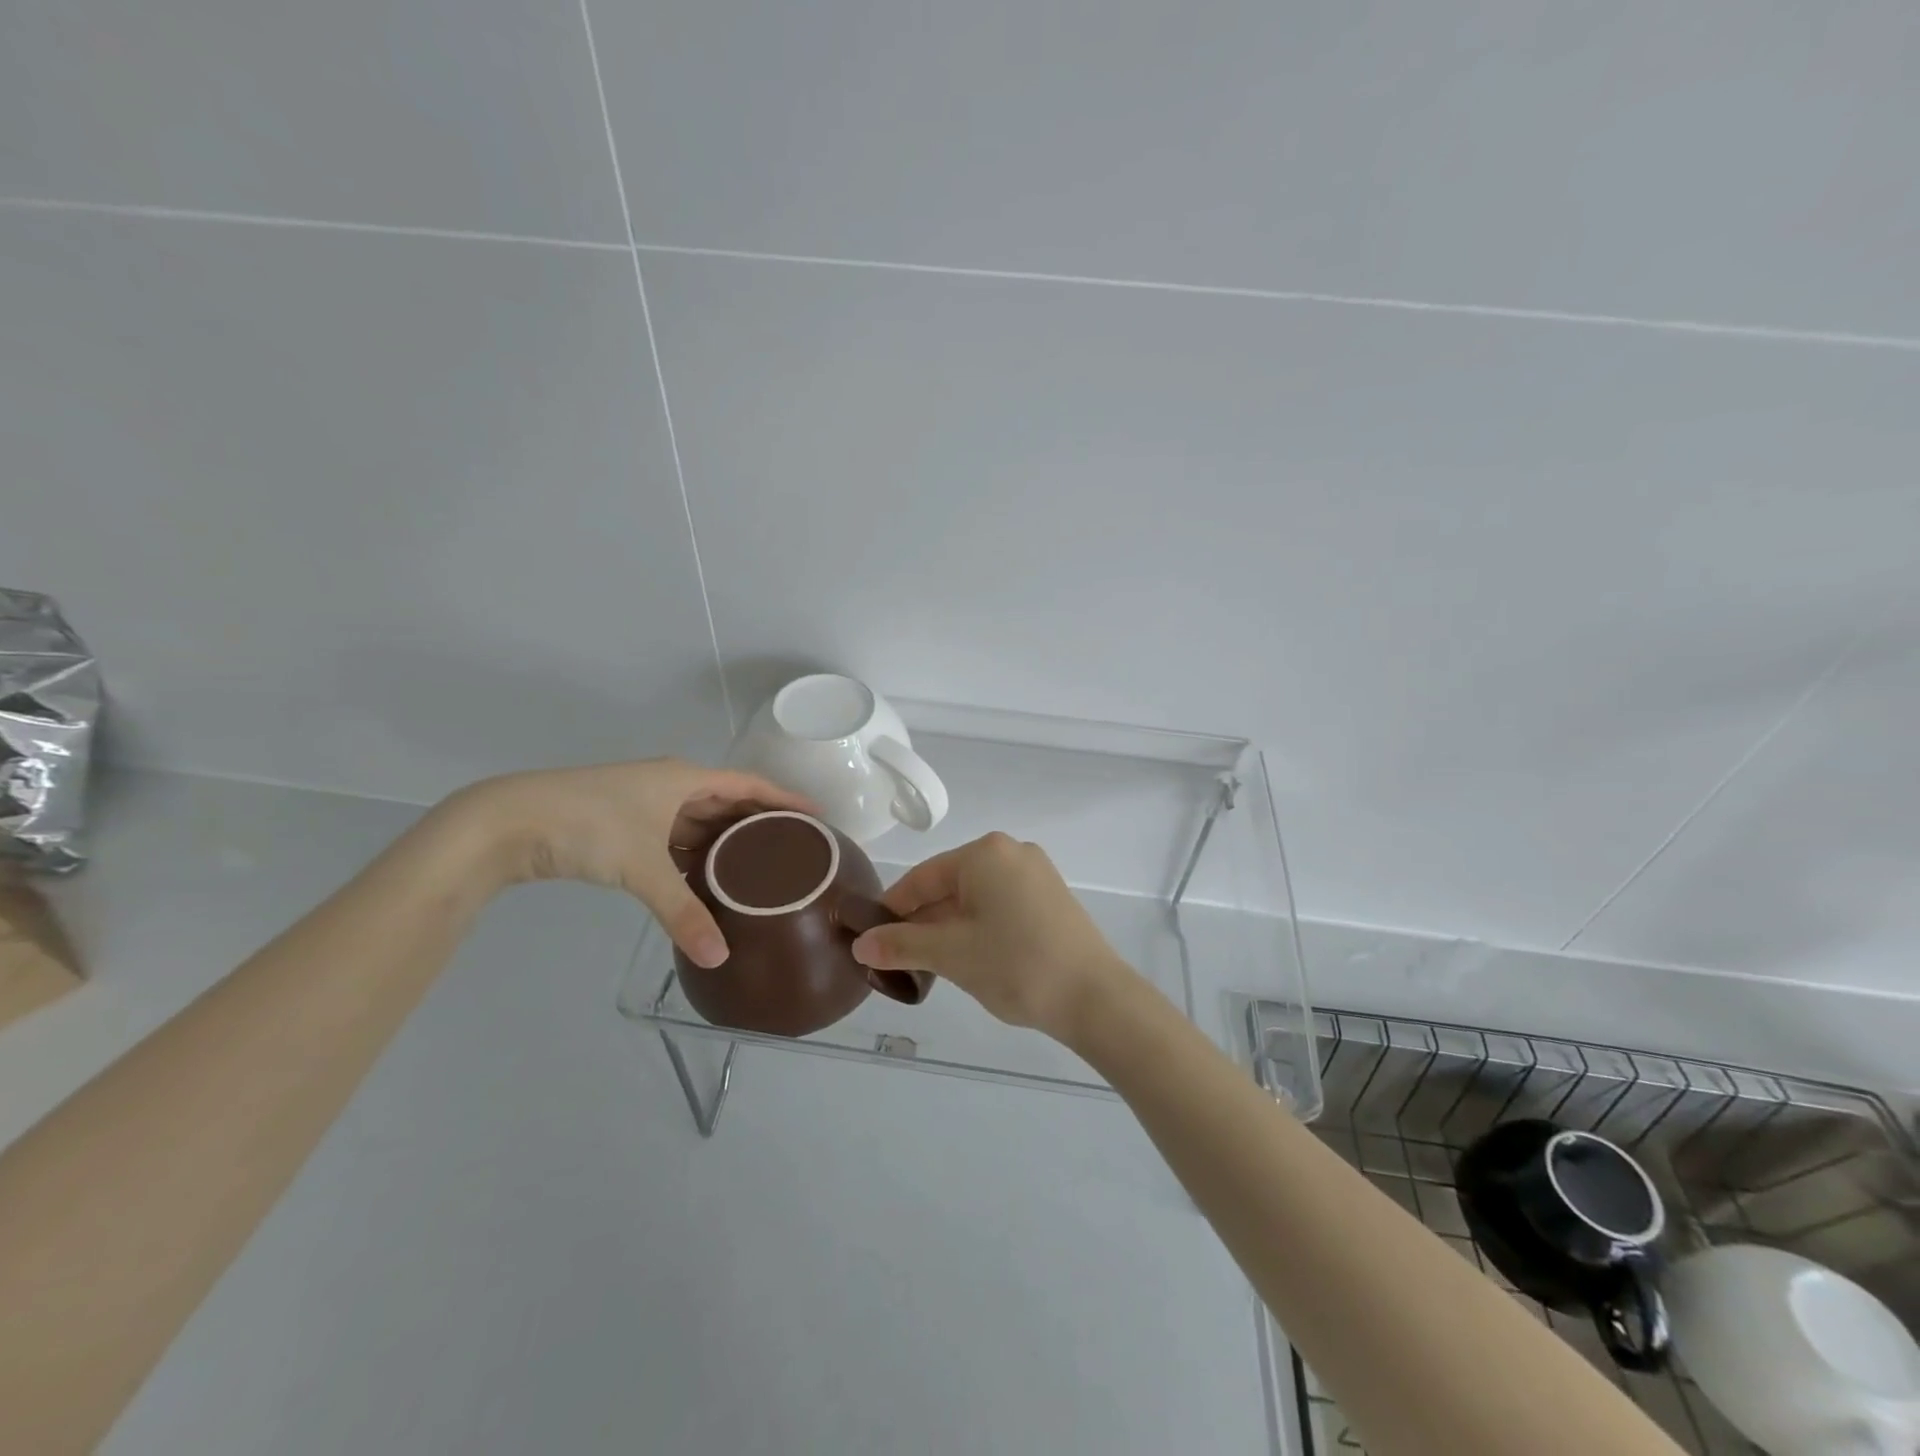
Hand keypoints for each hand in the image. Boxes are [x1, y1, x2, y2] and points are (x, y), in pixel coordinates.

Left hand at [440, 759, 812, 967]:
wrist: (506, 822)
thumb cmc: (588, 826)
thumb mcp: (643, 868)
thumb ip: (683, 913)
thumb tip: (720, 957)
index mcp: (684, 779)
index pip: (749, 785)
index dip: (784, 799)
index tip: (817, 816)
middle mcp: (669, 785)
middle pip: (726, 802)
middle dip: (757, 824)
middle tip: (791, 850)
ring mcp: (642, 804)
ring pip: (696, 821)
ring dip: (722, 842)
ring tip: (756, 868)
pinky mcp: (620, 824)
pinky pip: (672, 837)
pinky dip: (691, 855)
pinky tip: (702, 878)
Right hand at [850, 833, 1131, 1039]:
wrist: (1095, 997)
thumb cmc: (1015, 964)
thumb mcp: (951, 954)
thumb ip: (901, 945)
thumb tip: (860, 945)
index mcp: (985, 853)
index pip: (923, 877)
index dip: (893, 909)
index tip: (872, 940)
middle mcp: (1012, 852)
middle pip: (950, 885)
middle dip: (923, 921)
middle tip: (901, 960)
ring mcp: (1036, 874)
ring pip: (976, 898)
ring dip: (950, 928)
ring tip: (933, 966)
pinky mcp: (1052, 898)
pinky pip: (1001, 905)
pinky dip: (980, 928)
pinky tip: (973, 959)